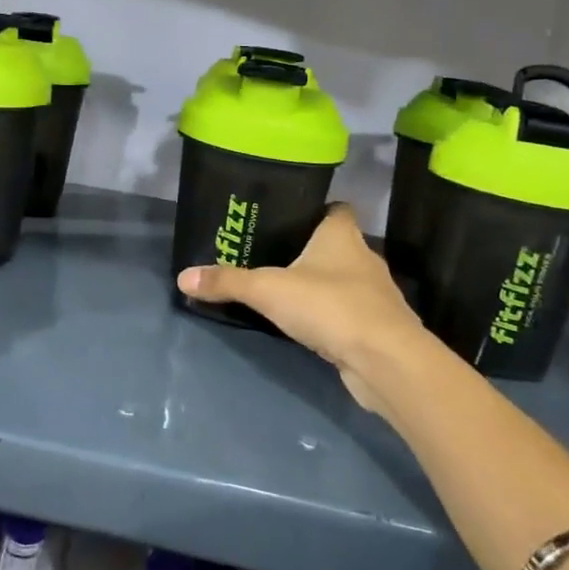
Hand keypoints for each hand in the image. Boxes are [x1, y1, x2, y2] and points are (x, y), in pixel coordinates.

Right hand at [176, 205, 434, 417]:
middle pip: (337, 245)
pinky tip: (308, 325)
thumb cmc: (329, 306)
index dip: (316, 209)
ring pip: (343, 280)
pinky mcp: (377, 327)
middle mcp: (363, 258)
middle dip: (309, 250)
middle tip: (271, 256)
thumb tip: (183, 277)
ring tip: (284, 291)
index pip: (336, 208)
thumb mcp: (268, 290)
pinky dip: (330, 316)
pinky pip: (348, 312)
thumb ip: (227, 282)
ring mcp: (375, 294)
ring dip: (320, 285)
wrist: (385, 361)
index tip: (287, 218)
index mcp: (343, 235)